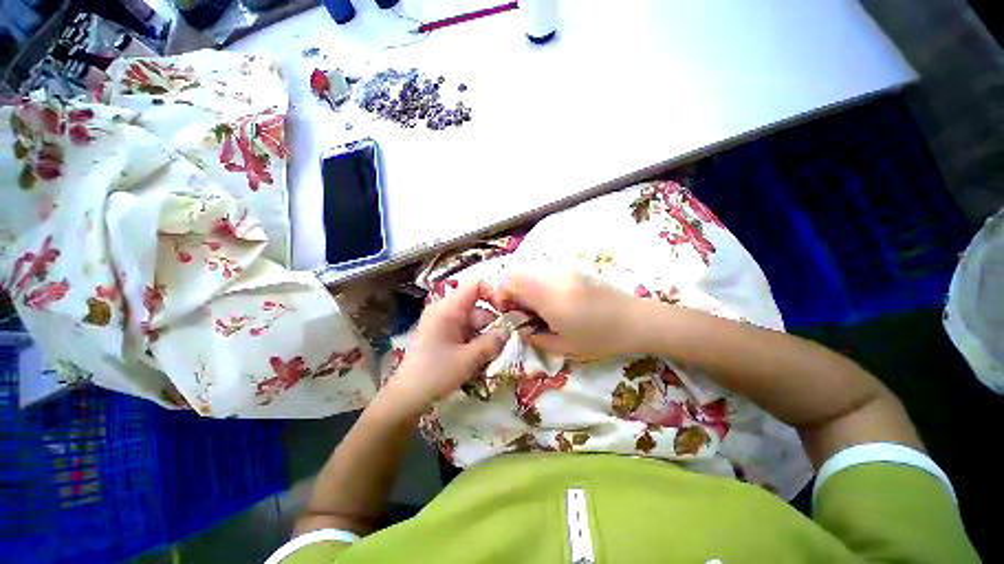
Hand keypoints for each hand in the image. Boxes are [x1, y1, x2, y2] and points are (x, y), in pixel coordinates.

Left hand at [377, 279, 505, 419]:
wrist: (406, 397)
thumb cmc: (437, 374)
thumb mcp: (470, 359)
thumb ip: (493, 342)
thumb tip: (508, 330)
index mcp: (448, 308)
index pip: (475, 285)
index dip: (493, 294)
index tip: (505, 313)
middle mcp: (444, 310)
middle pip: (476, 307)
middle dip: (491, 324)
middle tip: (502, 344)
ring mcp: (441, 322)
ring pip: (472, 321)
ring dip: (483, 336)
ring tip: (491, 356)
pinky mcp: (440, 334)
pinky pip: (463, 330)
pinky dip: (473, 341)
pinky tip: (478, 358)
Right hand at [494, 272, 647, 359]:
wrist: (636, 320)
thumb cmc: (601, 337)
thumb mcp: (564, 346)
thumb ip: (535, 338)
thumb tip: (522, 329)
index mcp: (548, 295)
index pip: (511, 279)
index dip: (501, 293)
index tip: (507, 311)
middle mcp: (553, 276)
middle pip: (519, 273)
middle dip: (513, 293)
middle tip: (523, 314)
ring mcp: (565, 271)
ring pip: (532, 273)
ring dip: (527, 290)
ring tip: (540, 311)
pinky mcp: (573, 271)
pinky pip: (546, 275)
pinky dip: (540, 287)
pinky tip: (555, 304)